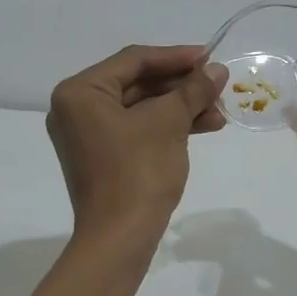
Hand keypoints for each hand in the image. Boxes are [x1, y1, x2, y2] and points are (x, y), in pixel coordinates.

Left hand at [47, 45, 226, 239]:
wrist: (120, 238)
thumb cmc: (138, 172)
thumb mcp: (169, 123)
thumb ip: (192, 90)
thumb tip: (217, 70)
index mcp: (80, 92)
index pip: (133, 61)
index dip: (176, 57)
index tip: (211, 57)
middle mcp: (76, 109)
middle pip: (137, 84)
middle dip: (181, 86)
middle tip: (218, 86)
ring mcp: (88, 135)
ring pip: (141, 109)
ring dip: (180, 108)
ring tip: (219, 113)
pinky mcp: (103, 157)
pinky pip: (137, 130)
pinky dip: (168, 127)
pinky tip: (204, 127)